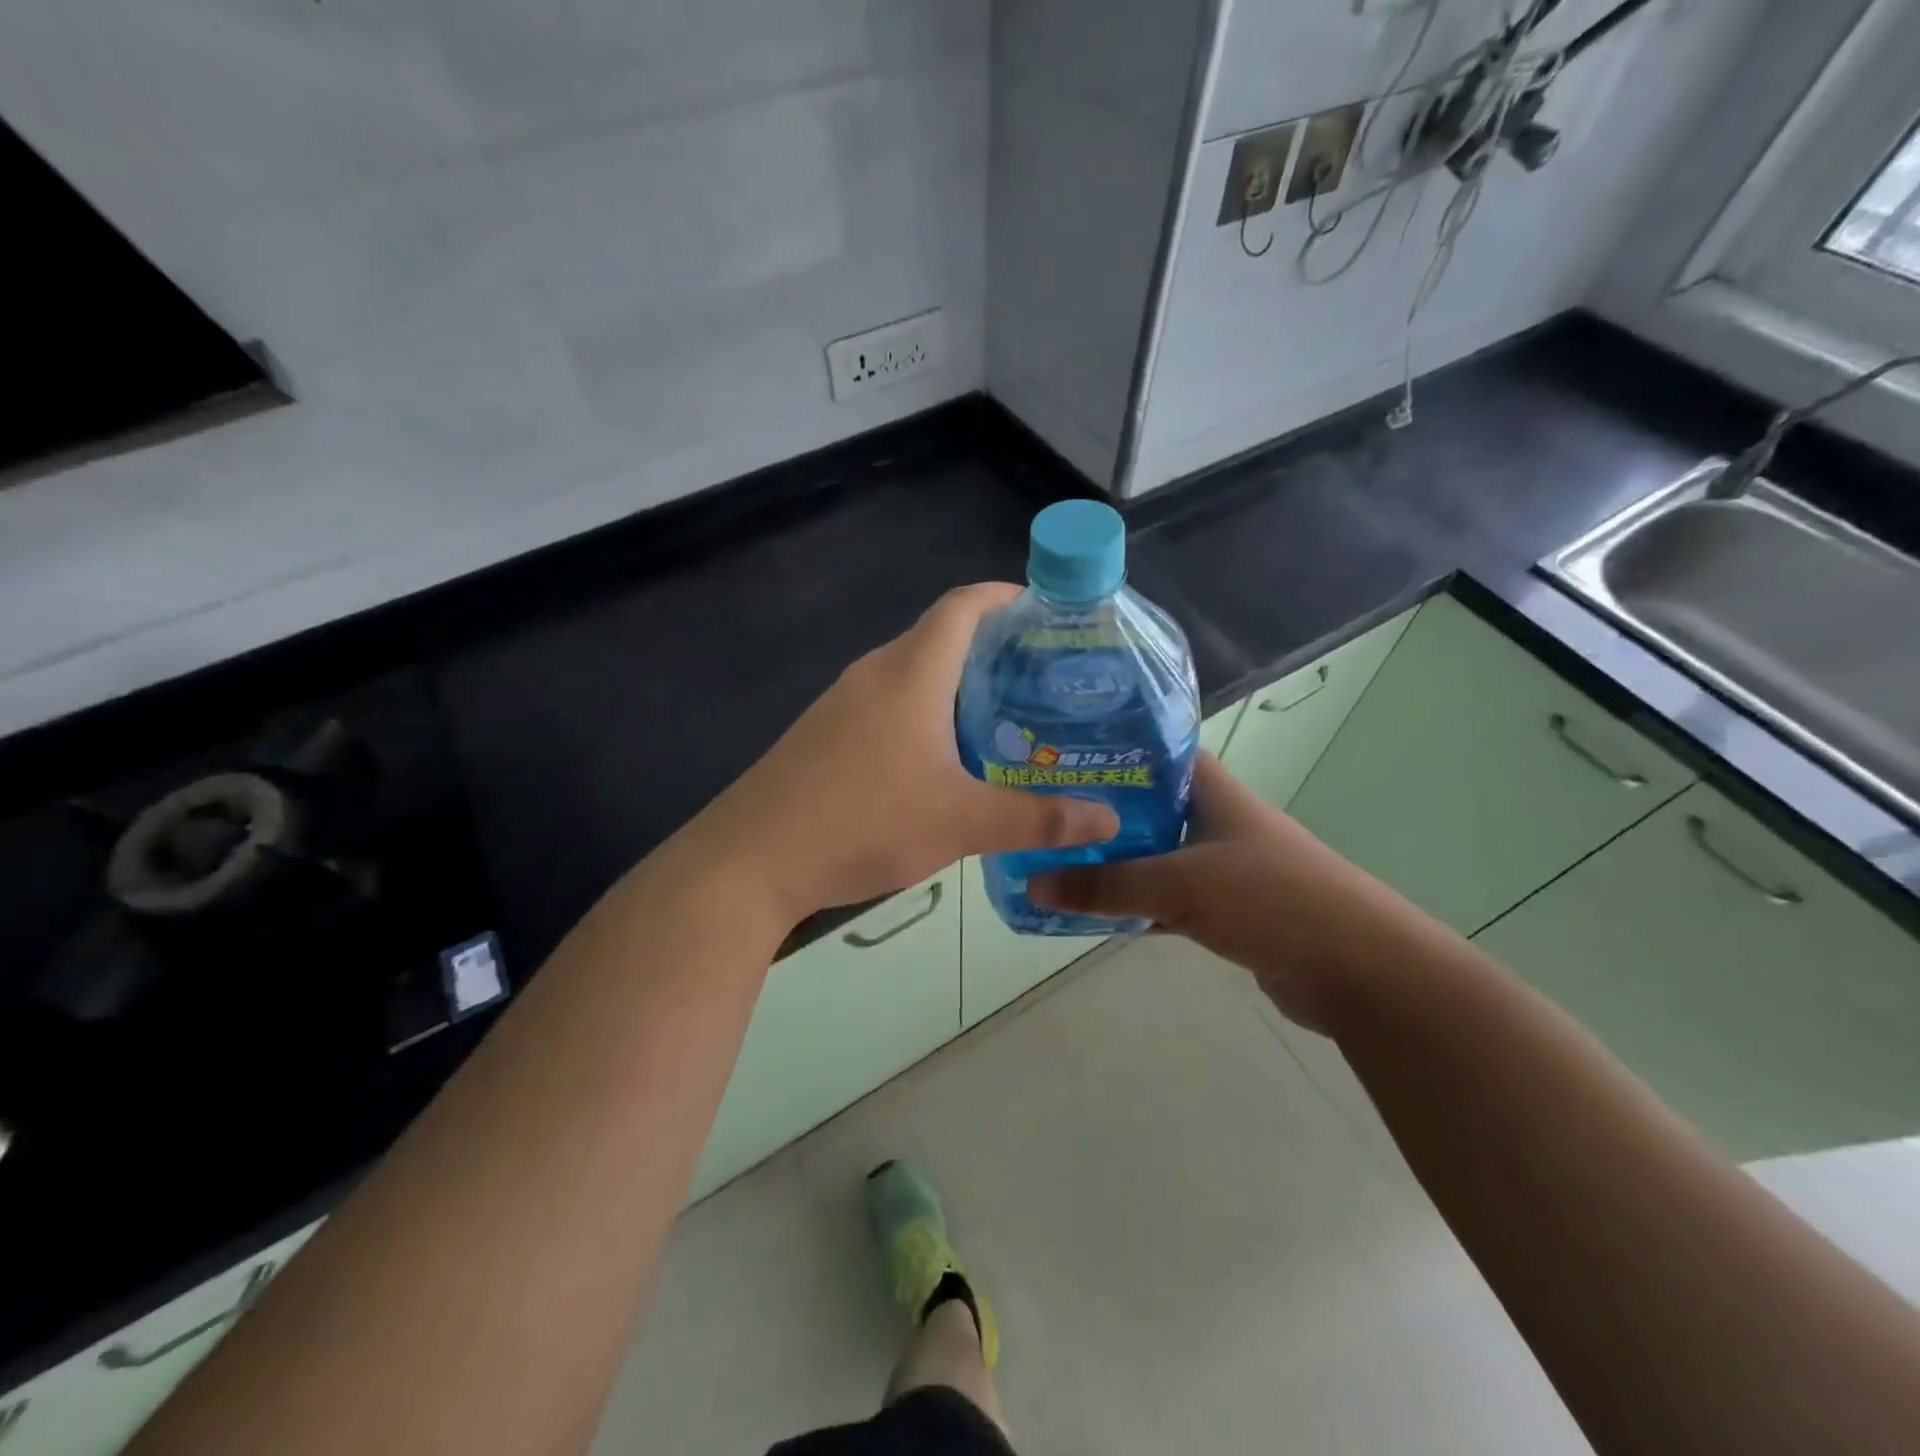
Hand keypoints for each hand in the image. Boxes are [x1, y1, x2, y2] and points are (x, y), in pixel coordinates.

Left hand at [700, 583, 1118, 922]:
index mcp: (910, 673)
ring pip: (912, 676)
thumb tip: (1109, 818)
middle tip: (1043, 681)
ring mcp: (842, 705)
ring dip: (956, 687)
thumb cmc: (862, 821)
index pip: (963, 606)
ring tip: (1005, 721)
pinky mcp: (824, 737)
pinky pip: (886, 707)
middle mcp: (874, 674)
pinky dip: (924, 716)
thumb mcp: (961, 822)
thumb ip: (1038, 820)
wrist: (750, 860)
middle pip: (939, 638)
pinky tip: (943, 761)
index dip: (1005, 597)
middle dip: (993, 649)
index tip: (1047, 613)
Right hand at [1029, 754, 1408, 1032]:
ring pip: (1154, 855)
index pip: (1154, 750)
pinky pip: (1167, 898)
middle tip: (1041, 815)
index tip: (1057, 755)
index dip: (1109, 748)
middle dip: (1098, 812)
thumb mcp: (1180, 885)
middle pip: (1146, 805)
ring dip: (1113, 863)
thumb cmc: (1270, 900)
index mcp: (1212, 791)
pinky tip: (1095, 913)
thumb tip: (1033, 882)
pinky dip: (1135, 905)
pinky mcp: (1227, 909)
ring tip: (1054, 861)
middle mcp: (1216, 819)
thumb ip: (1106, 886)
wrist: (1358, 970)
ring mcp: (1223, 866)